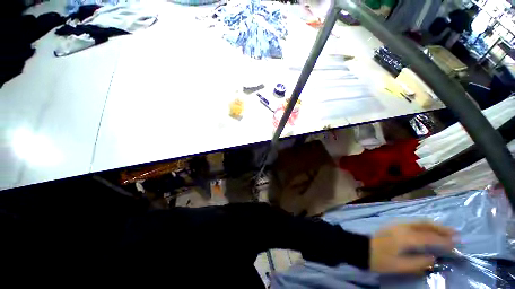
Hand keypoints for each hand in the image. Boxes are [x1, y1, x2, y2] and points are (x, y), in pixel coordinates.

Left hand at [370, 222, 455, 273]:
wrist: (362, 248)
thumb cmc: (380, 259)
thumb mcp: (400, 266)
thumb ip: (419, 262)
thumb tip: (434, 257)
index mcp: (405, 237)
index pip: (429, 237)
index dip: (444, 241)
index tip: (457, 244)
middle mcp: (402, 227)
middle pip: (425, 225)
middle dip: (442, 229)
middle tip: (456, 234)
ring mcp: (397, 224)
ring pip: (420, 222)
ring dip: (434, 226)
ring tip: (447, 232)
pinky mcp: (394, 225)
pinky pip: (413, 222)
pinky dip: (425, 225)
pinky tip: (430, 230)